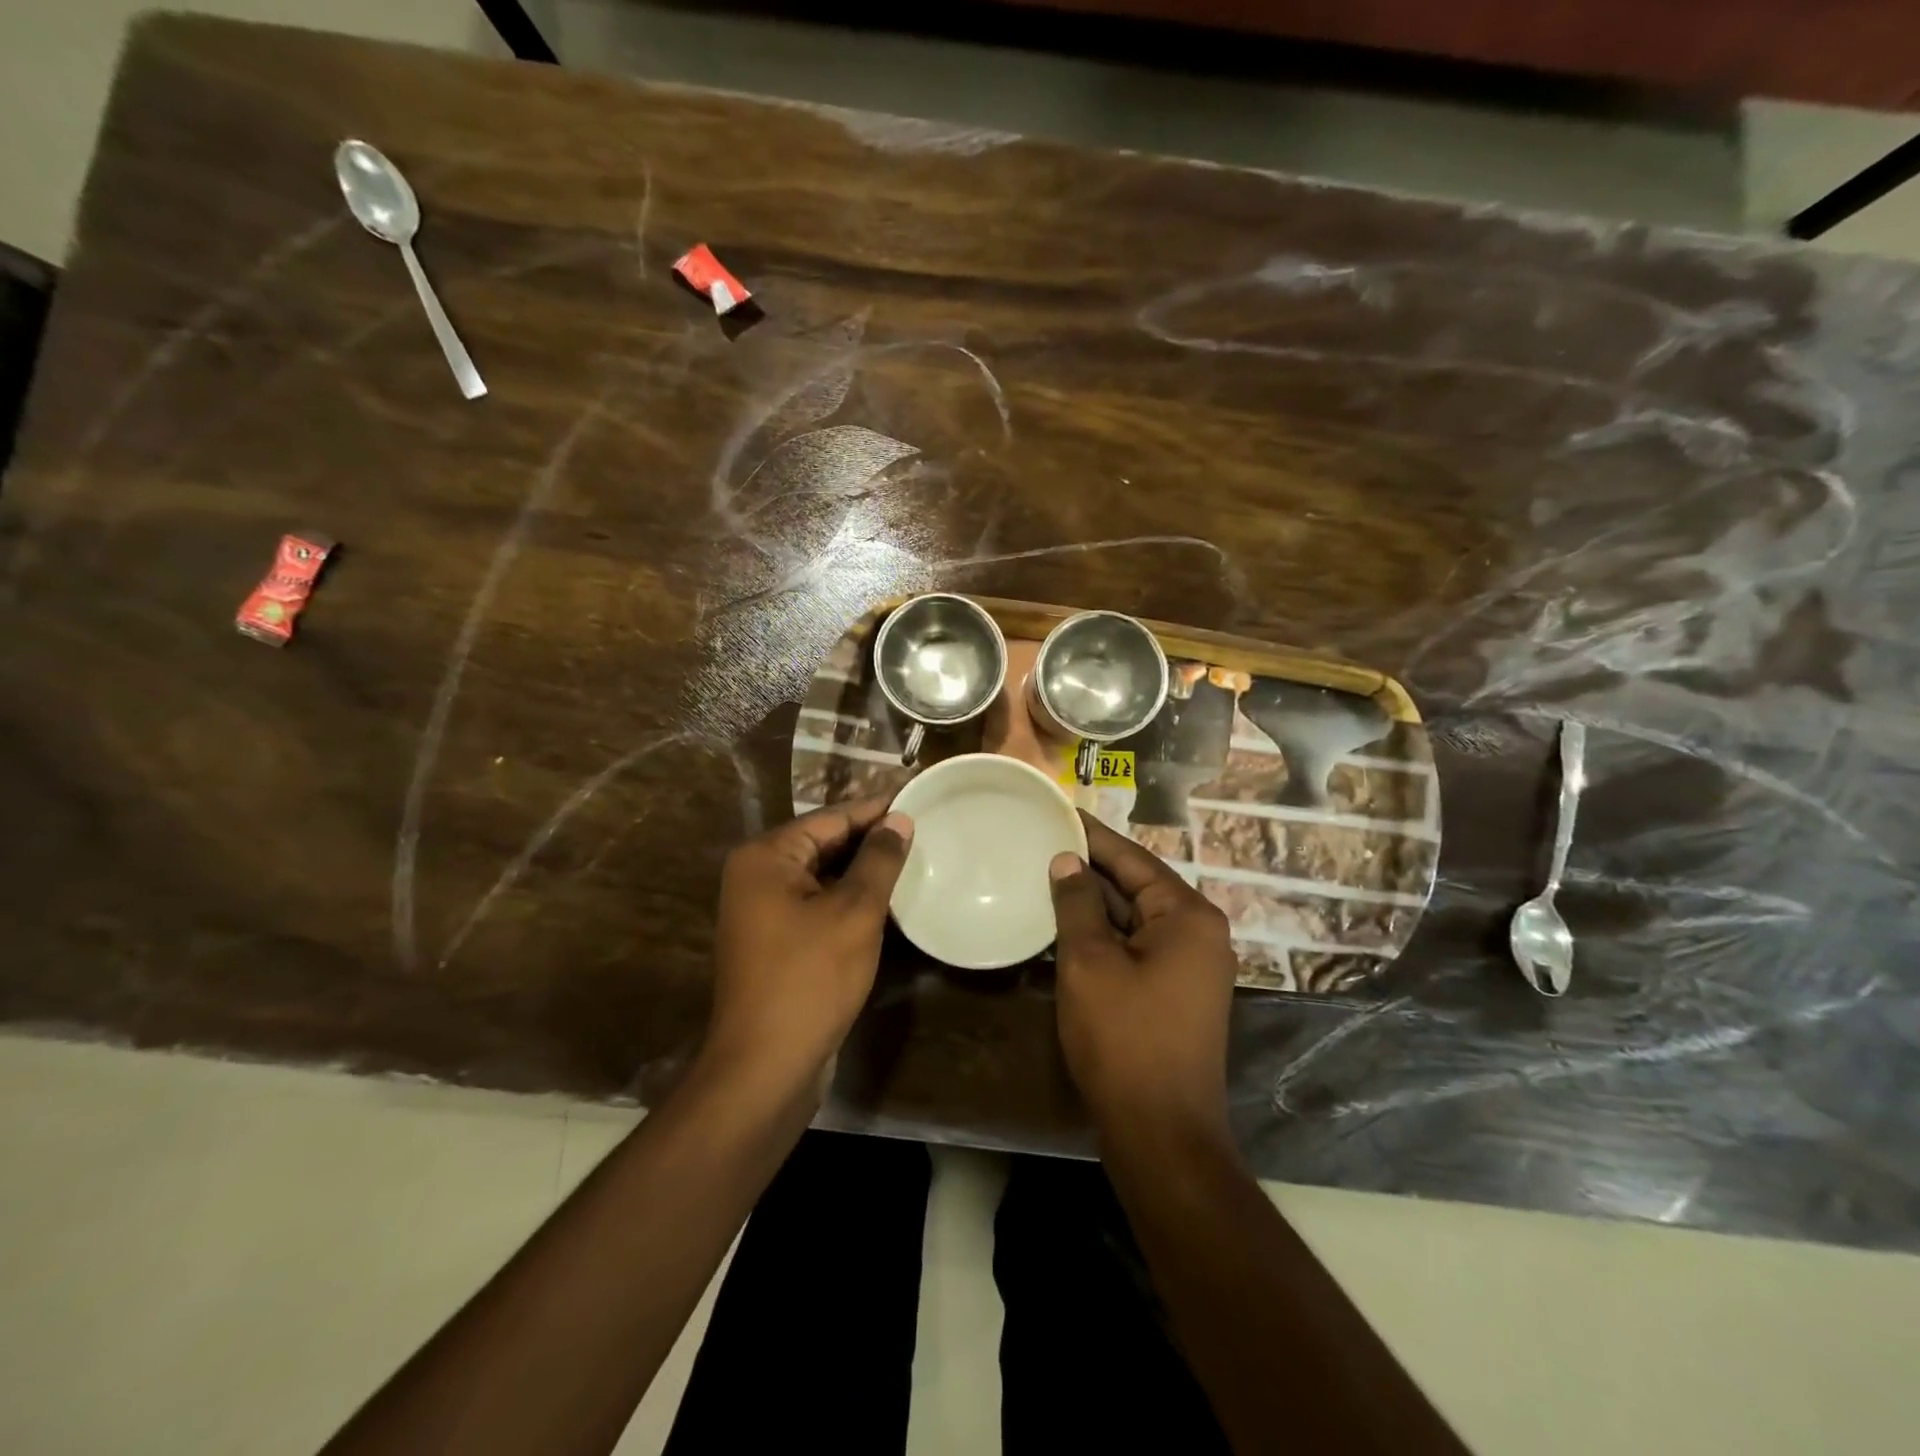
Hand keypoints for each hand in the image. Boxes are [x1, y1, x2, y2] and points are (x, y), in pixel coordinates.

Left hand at [705, 797, 912, 1097]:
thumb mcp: (854, 912)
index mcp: (766, 857)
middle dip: (870, 841)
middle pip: (823, 844)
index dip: (876, 810)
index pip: (831, 819)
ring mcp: (762, 911)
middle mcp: (756, 876)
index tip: (917, 800)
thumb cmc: (810, 978)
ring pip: (822, 877)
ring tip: (913, 862)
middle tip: (923, 832)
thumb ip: (878, 860)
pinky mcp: (775, 942)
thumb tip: (899, 820)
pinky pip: (816, 905)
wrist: (765, 1067)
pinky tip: (886, 903)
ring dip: (862, 873)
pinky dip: (848, 901)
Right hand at [1049, 814, 1238, 1138]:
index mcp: (1188, 916)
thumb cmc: (1124, 1038)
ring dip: (1094, 903)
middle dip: (1091, 869)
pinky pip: (1137, 946)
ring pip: (1135, 918)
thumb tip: (1067, 861)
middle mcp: (1198, 933)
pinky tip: (1067, 925)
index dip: (1092, 837)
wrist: (1160, 1133)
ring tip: (1046, 876)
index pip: (1134, 860)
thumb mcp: (1090, 962)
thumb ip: (1078, 903)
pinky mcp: (1175, 993)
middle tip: (1043, 843)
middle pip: (1137, 886)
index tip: (1059, 813)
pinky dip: (1104, 934)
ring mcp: (1190, 966)